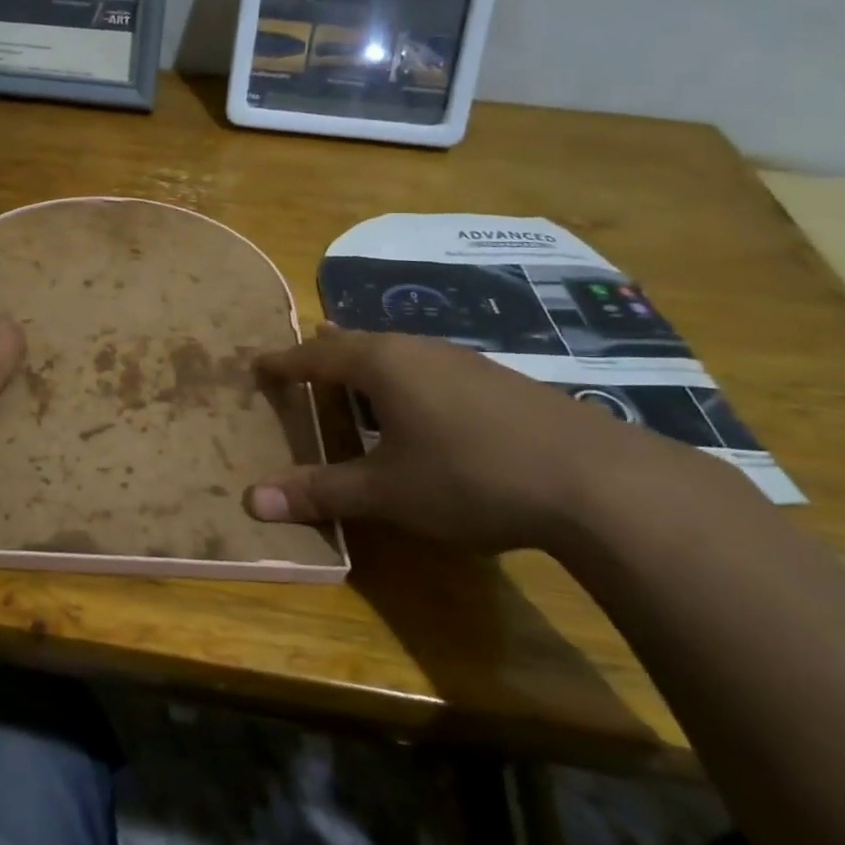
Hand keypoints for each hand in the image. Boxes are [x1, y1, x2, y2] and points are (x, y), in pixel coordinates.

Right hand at [245, 327, 697, 552]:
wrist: (594, 479)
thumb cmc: (469, 476)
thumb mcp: (386, 491)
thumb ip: (320, 491)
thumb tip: (251, 500)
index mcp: (383, 364)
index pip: (317, 356)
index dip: (284, 362)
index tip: (258, 364)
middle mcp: (420, 349)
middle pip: (358, 344)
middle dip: (325, 355)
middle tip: (301, 364)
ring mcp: (464, 361)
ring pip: (399, 355)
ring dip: (368, 367)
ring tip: (352, 382)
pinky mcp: (498, 382)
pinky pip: (430, 370)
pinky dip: (404, 383)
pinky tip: (419, 410)